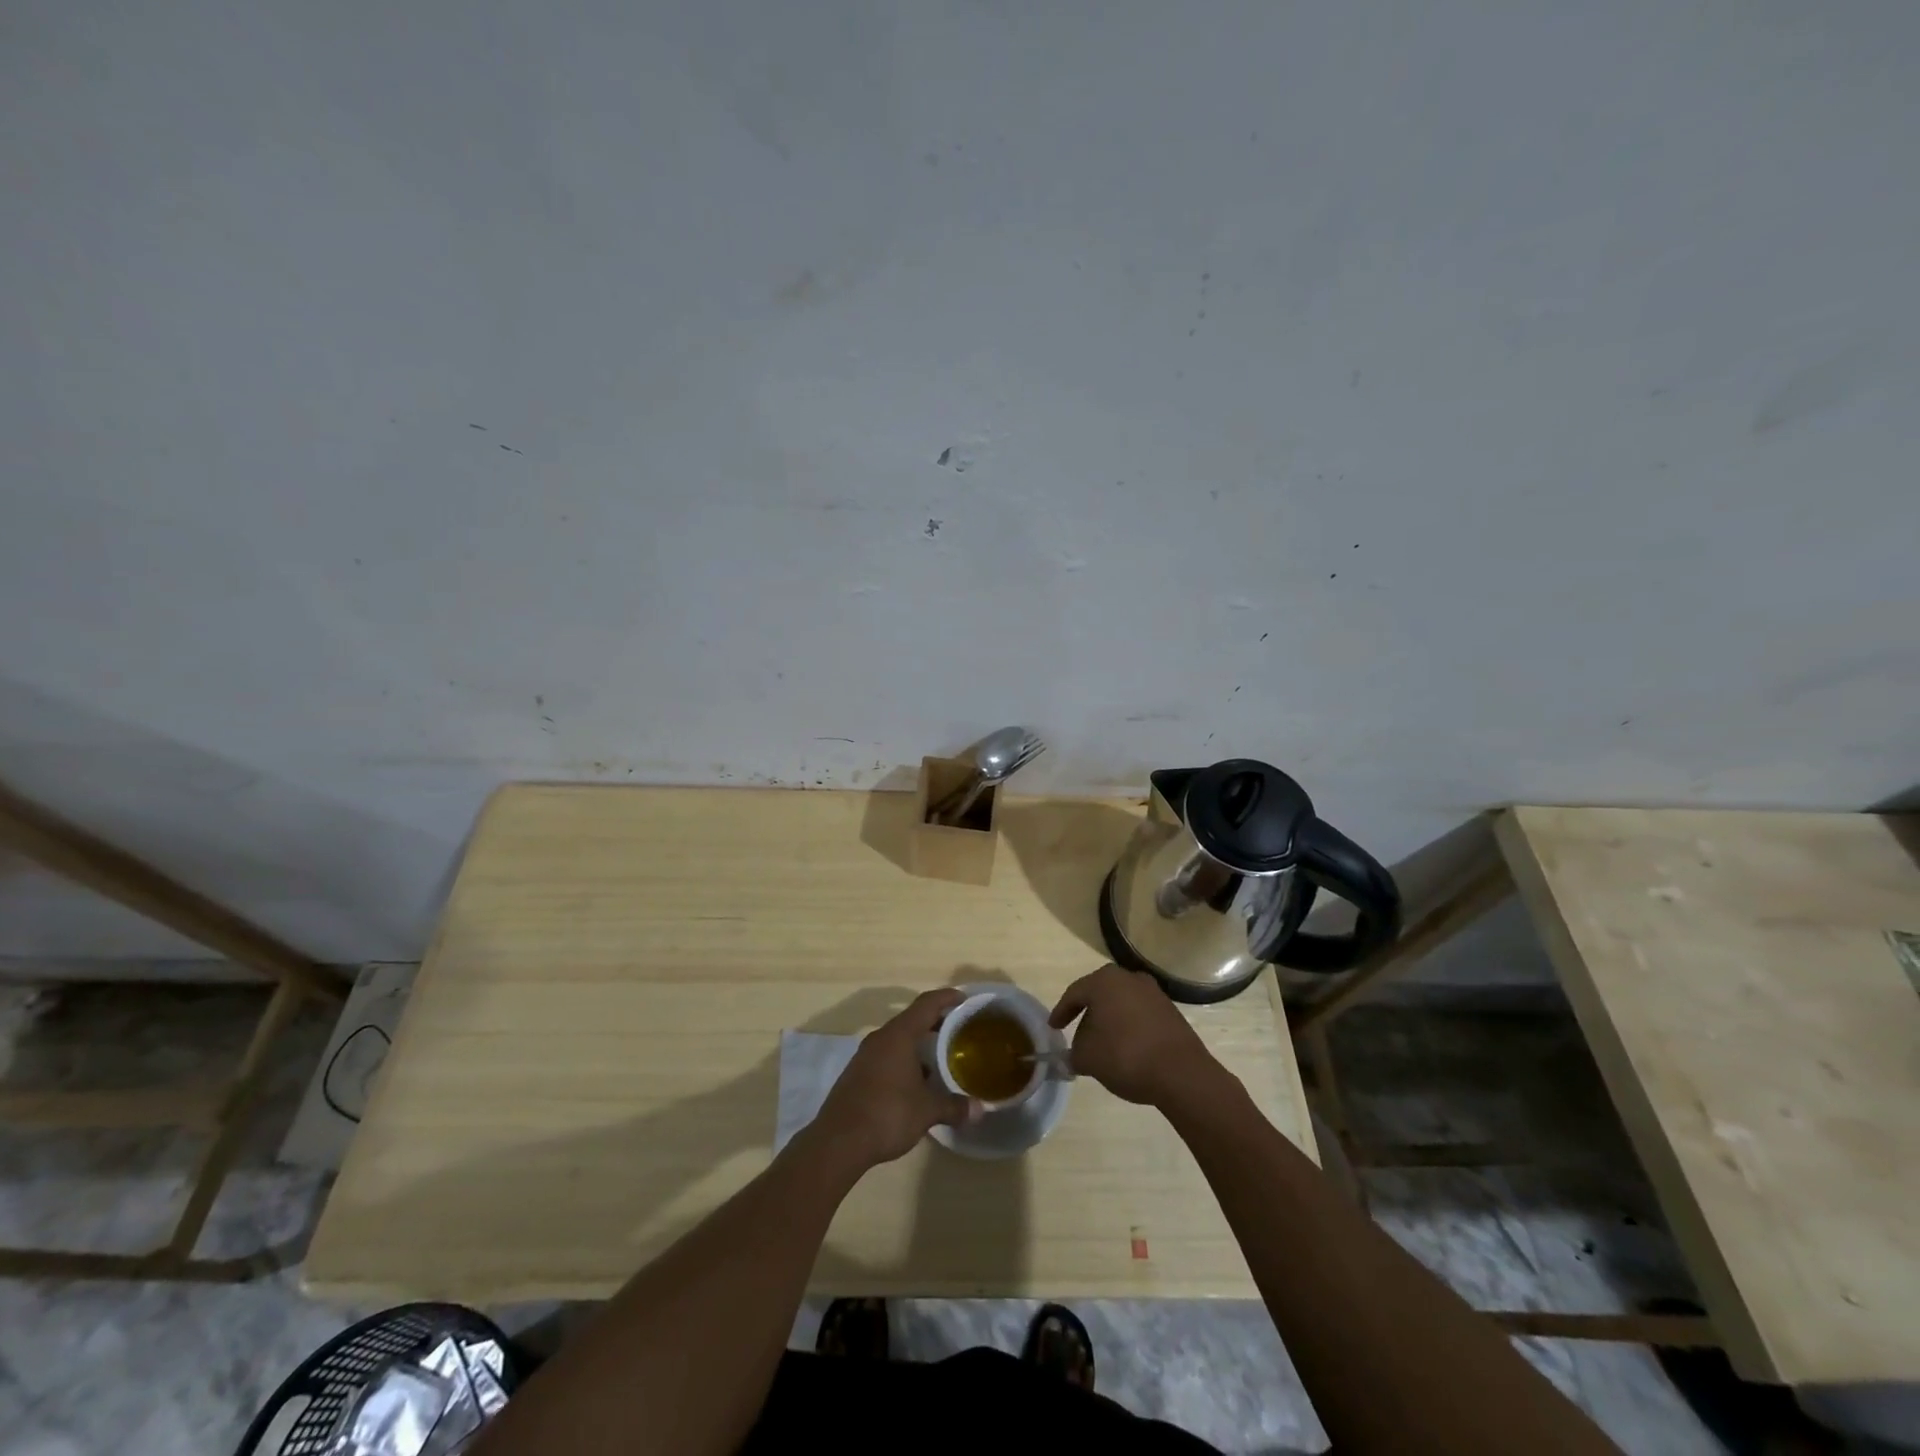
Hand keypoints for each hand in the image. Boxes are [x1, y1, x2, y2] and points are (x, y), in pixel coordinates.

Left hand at [809, 988, 980, 1171]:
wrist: (838, 1142)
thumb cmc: (887, 1114)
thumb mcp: (927, 1111)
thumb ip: (953, 1106)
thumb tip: (979, 1110)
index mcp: (899, 1035)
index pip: (926, 1004)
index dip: (946, 998)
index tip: (963, 999)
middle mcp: (881, 1038)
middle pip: (912, 1019)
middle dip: (935, 1023)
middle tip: (958, 1031)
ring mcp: (865, 1055)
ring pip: (898, 1039)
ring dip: (918, 1044)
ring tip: (940, 1058)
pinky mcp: (857, 1073)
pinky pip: (886, 1056)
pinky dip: (904, 1060)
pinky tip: (916, 1082)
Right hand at [1050, 964, 1222, 1107]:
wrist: (1181, 1073)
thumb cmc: (1125, 1056)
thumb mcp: (1088, 1058)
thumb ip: (1072, 1053)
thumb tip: (1072, 1055)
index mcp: (1105, 981)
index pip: (1075, 993)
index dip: (1061, 1012)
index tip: (1053, 1028)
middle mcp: (1129, 978)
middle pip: (1099, 996)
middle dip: (1087, 1016)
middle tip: (1077, 1036)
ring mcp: (1153, 993)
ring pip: (1121, 1004)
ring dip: (1109, 1022)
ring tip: (1102, 1046)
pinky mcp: (1170, 1011)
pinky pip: (1139, 1015)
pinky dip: (1128, 1028)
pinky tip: (1126, 1048)